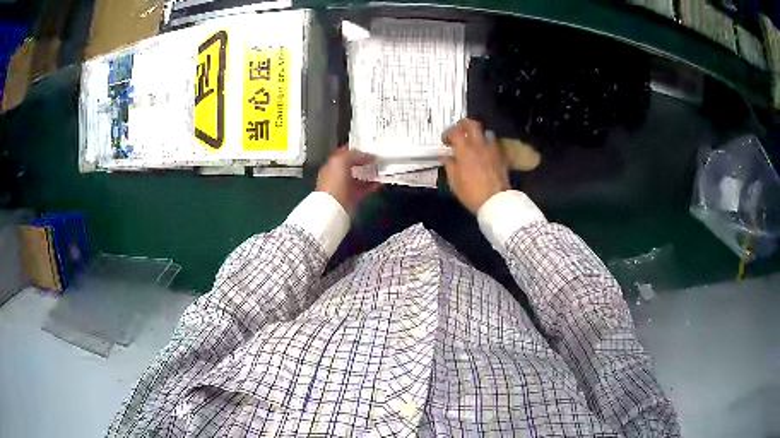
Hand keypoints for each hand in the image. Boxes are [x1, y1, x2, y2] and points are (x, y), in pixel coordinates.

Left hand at [317, 146, 380, 214]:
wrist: (333, 207)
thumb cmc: (334, 182)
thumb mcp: (341, 161)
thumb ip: (353, 155)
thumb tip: (367, 155)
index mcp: (331, 165)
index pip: (343, 153)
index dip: (354, 148)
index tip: (367, 145)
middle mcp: (337, 175)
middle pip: (353, 165)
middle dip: (364, 160)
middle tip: (377, 156)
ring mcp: (345, 187)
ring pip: (360, 177)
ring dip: (370, 172)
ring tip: (381, 168)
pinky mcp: (353, 197)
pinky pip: (365, 189)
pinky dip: (373, 185)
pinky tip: (381, 181)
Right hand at [441, 119, 509, 213]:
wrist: (496, 202)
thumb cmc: (471, 193)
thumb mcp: (454, 182)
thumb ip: (449, 165)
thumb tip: (445, 157)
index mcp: (465, 150)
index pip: (455, 132)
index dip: (448, 134)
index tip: (445, 141)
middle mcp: (479, 145)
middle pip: (472, 124)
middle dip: (463, 125)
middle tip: (459, 132)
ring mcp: (492, 149)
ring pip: (485, 132)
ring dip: (478, 134)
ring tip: (473, 142)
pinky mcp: (501, 156)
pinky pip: (493, 143)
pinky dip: (487, 144)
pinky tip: (484, 153)